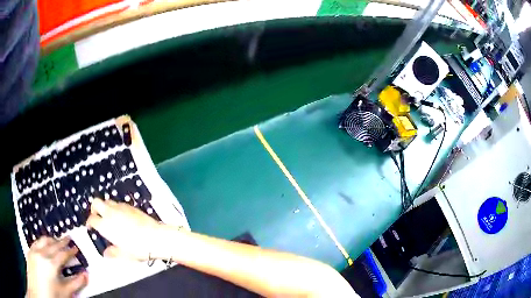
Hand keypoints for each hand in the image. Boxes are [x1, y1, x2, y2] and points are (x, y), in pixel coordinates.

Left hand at [26, 237, 87, 297]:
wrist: (39, 292)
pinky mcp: (30, 252)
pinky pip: (36, 242)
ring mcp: (34, 252)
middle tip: (67, 239)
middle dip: (61, 242)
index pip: (63, 254)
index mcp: (51, 264)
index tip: (75, 249)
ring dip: (51, 239)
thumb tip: (85, 275)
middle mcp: (42, 254)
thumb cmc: (51, 295)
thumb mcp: (65, 292)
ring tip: (56, 240)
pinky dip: (42, 241)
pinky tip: (43, 244)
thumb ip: (76, 283)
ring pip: (43, 240)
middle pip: (53, 244)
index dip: (70, 251)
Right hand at [86, 199, 163, 259]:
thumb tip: (106, 254)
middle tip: (96, 216)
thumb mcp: (124, 254)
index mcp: (105, 225)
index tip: (90, 226)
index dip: (89, 222)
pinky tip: (121, 216)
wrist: (155, 237)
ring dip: (104, 206)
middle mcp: (111, 213)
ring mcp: (120, 207)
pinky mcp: (130, 206)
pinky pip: (118, 203)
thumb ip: (113, 252)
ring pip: (107, 201)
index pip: (92, 219)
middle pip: (96, 202)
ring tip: (108, 216)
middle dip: (94, 208)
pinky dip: (115, 207)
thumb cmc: (138, 247)